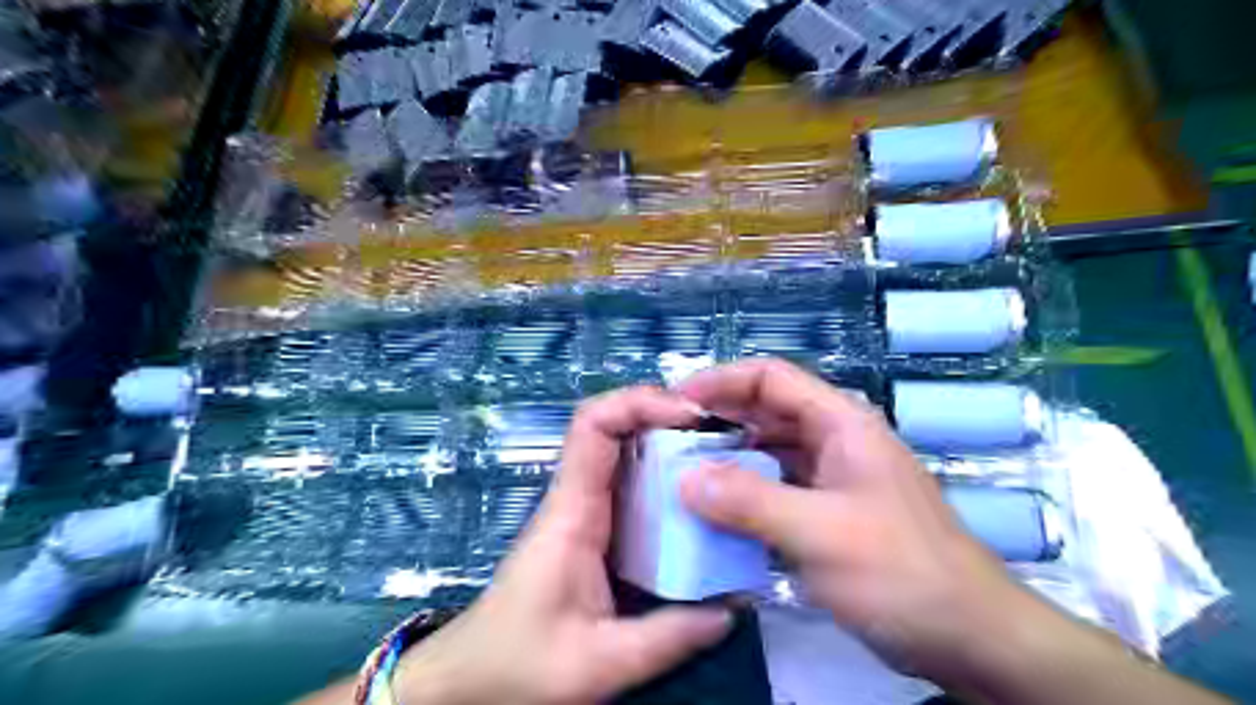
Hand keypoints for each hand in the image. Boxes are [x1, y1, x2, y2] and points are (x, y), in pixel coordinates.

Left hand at [391, 384, 726, 704]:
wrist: (472, 678)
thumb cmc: (519, 663)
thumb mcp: (598, 663)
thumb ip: (667, 638)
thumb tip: (730, 610)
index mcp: (571, 511)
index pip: (594, 424)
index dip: (640, 402)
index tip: (691, 414)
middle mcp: (578, 499)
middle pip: (616, 428)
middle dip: (667, 418)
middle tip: (722, 435)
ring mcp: (585, 511)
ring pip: (627, 454)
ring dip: (671, 446)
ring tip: (721, 459)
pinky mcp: (593, 530)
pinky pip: (632, 488)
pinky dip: (665, 480)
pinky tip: (698, 502)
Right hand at [678, 361, 1040, 684]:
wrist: (969, 639)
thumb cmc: (901, 572)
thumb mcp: (820, 532)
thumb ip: (749, 502)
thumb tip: (684, 480)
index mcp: (841, 424)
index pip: (772, 378)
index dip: (722, 381)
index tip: (677, 402)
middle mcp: (835, 442)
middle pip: (767, 413)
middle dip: (719, 421)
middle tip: (669, 441)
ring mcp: (832, 479)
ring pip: (769, 454)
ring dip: (729, 461)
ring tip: (682, 475)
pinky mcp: (829, 514)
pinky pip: (776, 490)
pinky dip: (745, 495)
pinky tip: (716, 514)